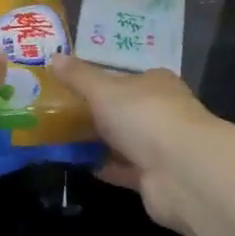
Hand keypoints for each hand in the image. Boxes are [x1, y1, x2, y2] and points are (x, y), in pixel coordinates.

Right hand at [49, 55, 219, 231]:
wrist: (180, 171)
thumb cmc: (144, 115)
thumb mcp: (104, 90)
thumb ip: (79, 77)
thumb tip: (54, 56)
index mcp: (155, 83)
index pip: (127, 77)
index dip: (101, 79)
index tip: (72, 84)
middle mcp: (161, 111)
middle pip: (124, 109)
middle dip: (97, 112)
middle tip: (59, 112)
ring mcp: (160, 146)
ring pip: (123, 140)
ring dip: (99, 141)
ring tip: (60, 139)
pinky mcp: (154, 178)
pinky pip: (123, 168)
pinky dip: (104, 166)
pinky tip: (78, 165)